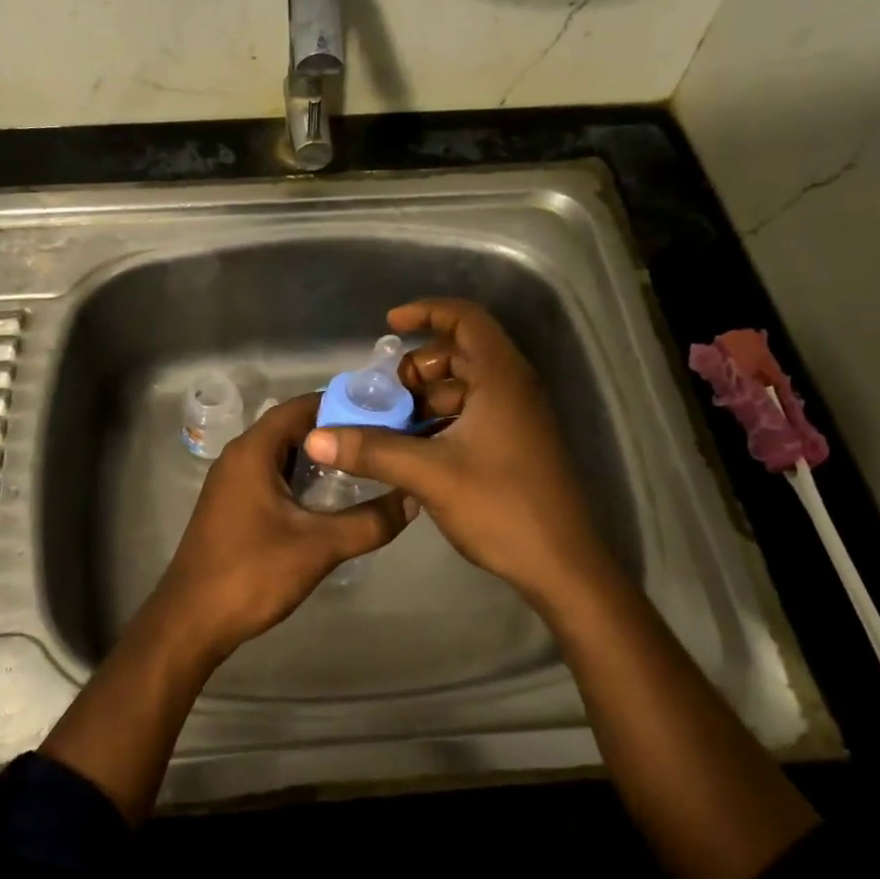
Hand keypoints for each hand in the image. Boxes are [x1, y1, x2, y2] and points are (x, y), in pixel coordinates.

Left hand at [151, 391, 414, 658]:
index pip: (302, 406)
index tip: (384, 415)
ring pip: (282, 453)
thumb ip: (369, 522)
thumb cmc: (252, 573)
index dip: (343, 405)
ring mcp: (232, 481)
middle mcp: (239, 456)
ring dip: (319, 457)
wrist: (192, 620)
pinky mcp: (233, 504)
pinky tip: (330, 498)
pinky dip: (301, 477)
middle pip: (292, 427)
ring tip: (365, 467)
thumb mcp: (318, 547)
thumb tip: (411, 499)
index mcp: (253, 451)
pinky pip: (272, 475)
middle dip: (336, 432)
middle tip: (381, 442)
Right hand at [302, 299, 616, 613]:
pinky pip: (472, 415)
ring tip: (388, 427)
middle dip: (416, 368)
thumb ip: (372, 451)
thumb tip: (315, 436)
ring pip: (463, 389)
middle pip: (460, 353)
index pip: (465, 319)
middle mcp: (513, 388)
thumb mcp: (430, 474)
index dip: (426, 311)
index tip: (389, 326)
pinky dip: (440, 422)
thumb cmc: (502, 507)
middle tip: (382, 394)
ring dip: (424, 400)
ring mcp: (517, 418)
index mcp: (501, 378)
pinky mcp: (515, 445)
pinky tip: (412, 451)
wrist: (564, 567)